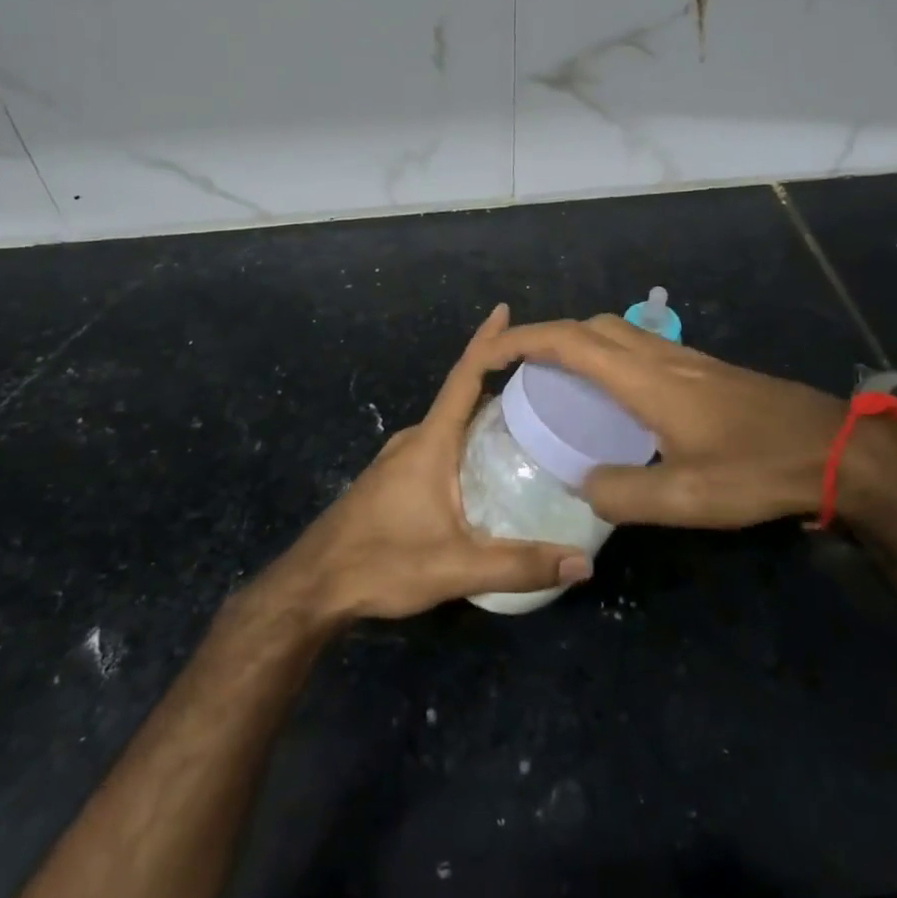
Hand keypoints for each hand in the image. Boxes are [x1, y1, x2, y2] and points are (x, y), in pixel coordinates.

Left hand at [269, 305, 592, 621]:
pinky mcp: (393, 479)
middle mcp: (414, 440)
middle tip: (544, 379)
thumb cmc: (381, 563)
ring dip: (482, 413)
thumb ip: (519, 565)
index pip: (464, 377)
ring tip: (527, 419)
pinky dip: (466, 438)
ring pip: (449, 424)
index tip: (505, 310)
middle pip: (461, 397)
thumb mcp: (455, 567)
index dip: (487, 342)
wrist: (313, 586)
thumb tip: (583, 564)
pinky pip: (439, 444)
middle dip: (497, 379)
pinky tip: (486, 464)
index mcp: (430, 442)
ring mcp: (399, 459)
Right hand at [487, 314, 896, 529]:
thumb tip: (583, 484)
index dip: (524, 340)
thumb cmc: (756, 470)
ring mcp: (686, 360)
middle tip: (523, 372)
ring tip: (561, 383)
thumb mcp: (685, 498)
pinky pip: (640, 349)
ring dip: (581, 344)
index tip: (491, 352)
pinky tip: (617, 398)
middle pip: (592, 327)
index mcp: (645, 379)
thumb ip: (622, 493)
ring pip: (618, 333)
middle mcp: (660, 358)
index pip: (570, 343)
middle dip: (548, 338)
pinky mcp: (706, 371)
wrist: (833, 449)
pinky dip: (610, 357)